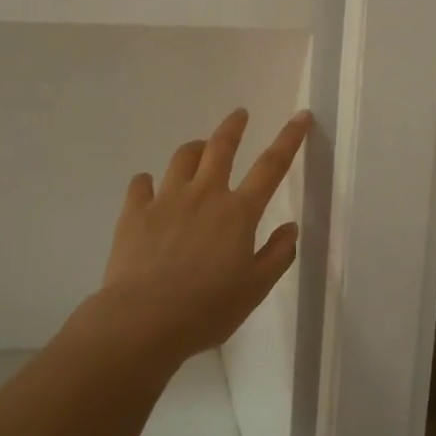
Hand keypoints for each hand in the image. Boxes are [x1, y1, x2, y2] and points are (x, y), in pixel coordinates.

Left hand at [92, 108, 311, 367]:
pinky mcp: (134, 213)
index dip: (289, 138)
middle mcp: (204, 195)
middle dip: (233, 127)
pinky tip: (149, 188)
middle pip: (221, 148)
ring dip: (194, 149)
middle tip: (239, 115)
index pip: (271, 166)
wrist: (143, 320)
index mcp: (238, 212)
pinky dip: (148, 182)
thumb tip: (290, 227)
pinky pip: (141, 184)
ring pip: (182, 158)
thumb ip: (278, 255)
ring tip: (198, 150)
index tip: (301, 116)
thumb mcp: (255, 289)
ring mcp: (166, 200)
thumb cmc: (207, 309)